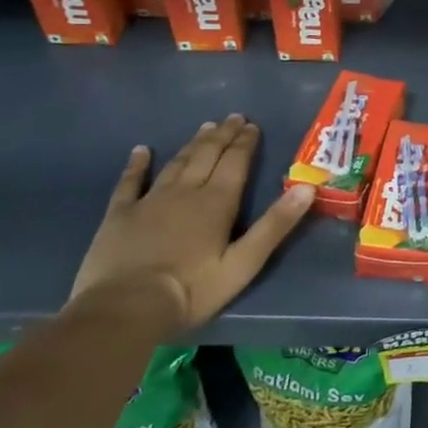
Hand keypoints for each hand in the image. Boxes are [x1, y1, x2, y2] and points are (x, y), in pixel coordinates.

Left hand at [65, 114, 314, 337]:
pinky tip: (141, 150)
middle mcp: (186, 192)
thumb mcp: (244, 263)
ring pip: (177, 163)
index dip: (245, 142)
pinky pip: (130, 182)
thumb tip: (307, 188)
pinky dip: (137, 165)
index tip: (252, 125)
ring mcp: (150, 201)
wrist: (125, 309)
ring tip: (205, 128)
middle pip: (207, 156)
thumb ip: (275, 224)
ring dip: (193, 144)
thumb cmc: (192, 290)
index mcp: (217, 202)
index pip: (236, 162)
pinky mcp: (120, 215)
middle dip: (223, 136)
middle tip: (233, 118)